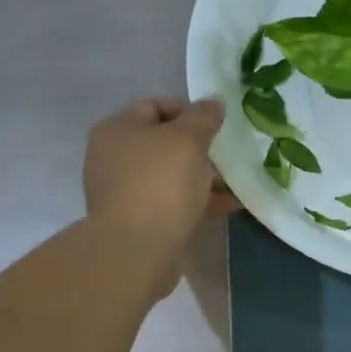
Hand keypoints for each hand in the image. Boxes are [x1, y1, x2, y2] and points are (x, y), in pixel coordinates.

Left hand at [83, 97, 233, 289]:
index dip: (190, 110)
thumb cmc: (160, 183)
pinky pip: (172, 202)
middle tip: (229, 155)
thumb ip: (203, 117)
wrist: (137, 249)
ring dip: (203, 177)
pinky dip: (198, 200)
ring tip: (236, 182)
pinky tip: (229, 205)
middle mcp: (114, 156)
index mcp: (118, 129)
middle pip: (163, 143)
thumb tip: (214, 102)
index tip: (219, 124)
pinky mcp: (138, 220)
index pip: (156, 106)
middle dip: (200, 148)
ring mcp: (124, 190)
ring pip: (170, 175)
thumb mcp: (188, 140)